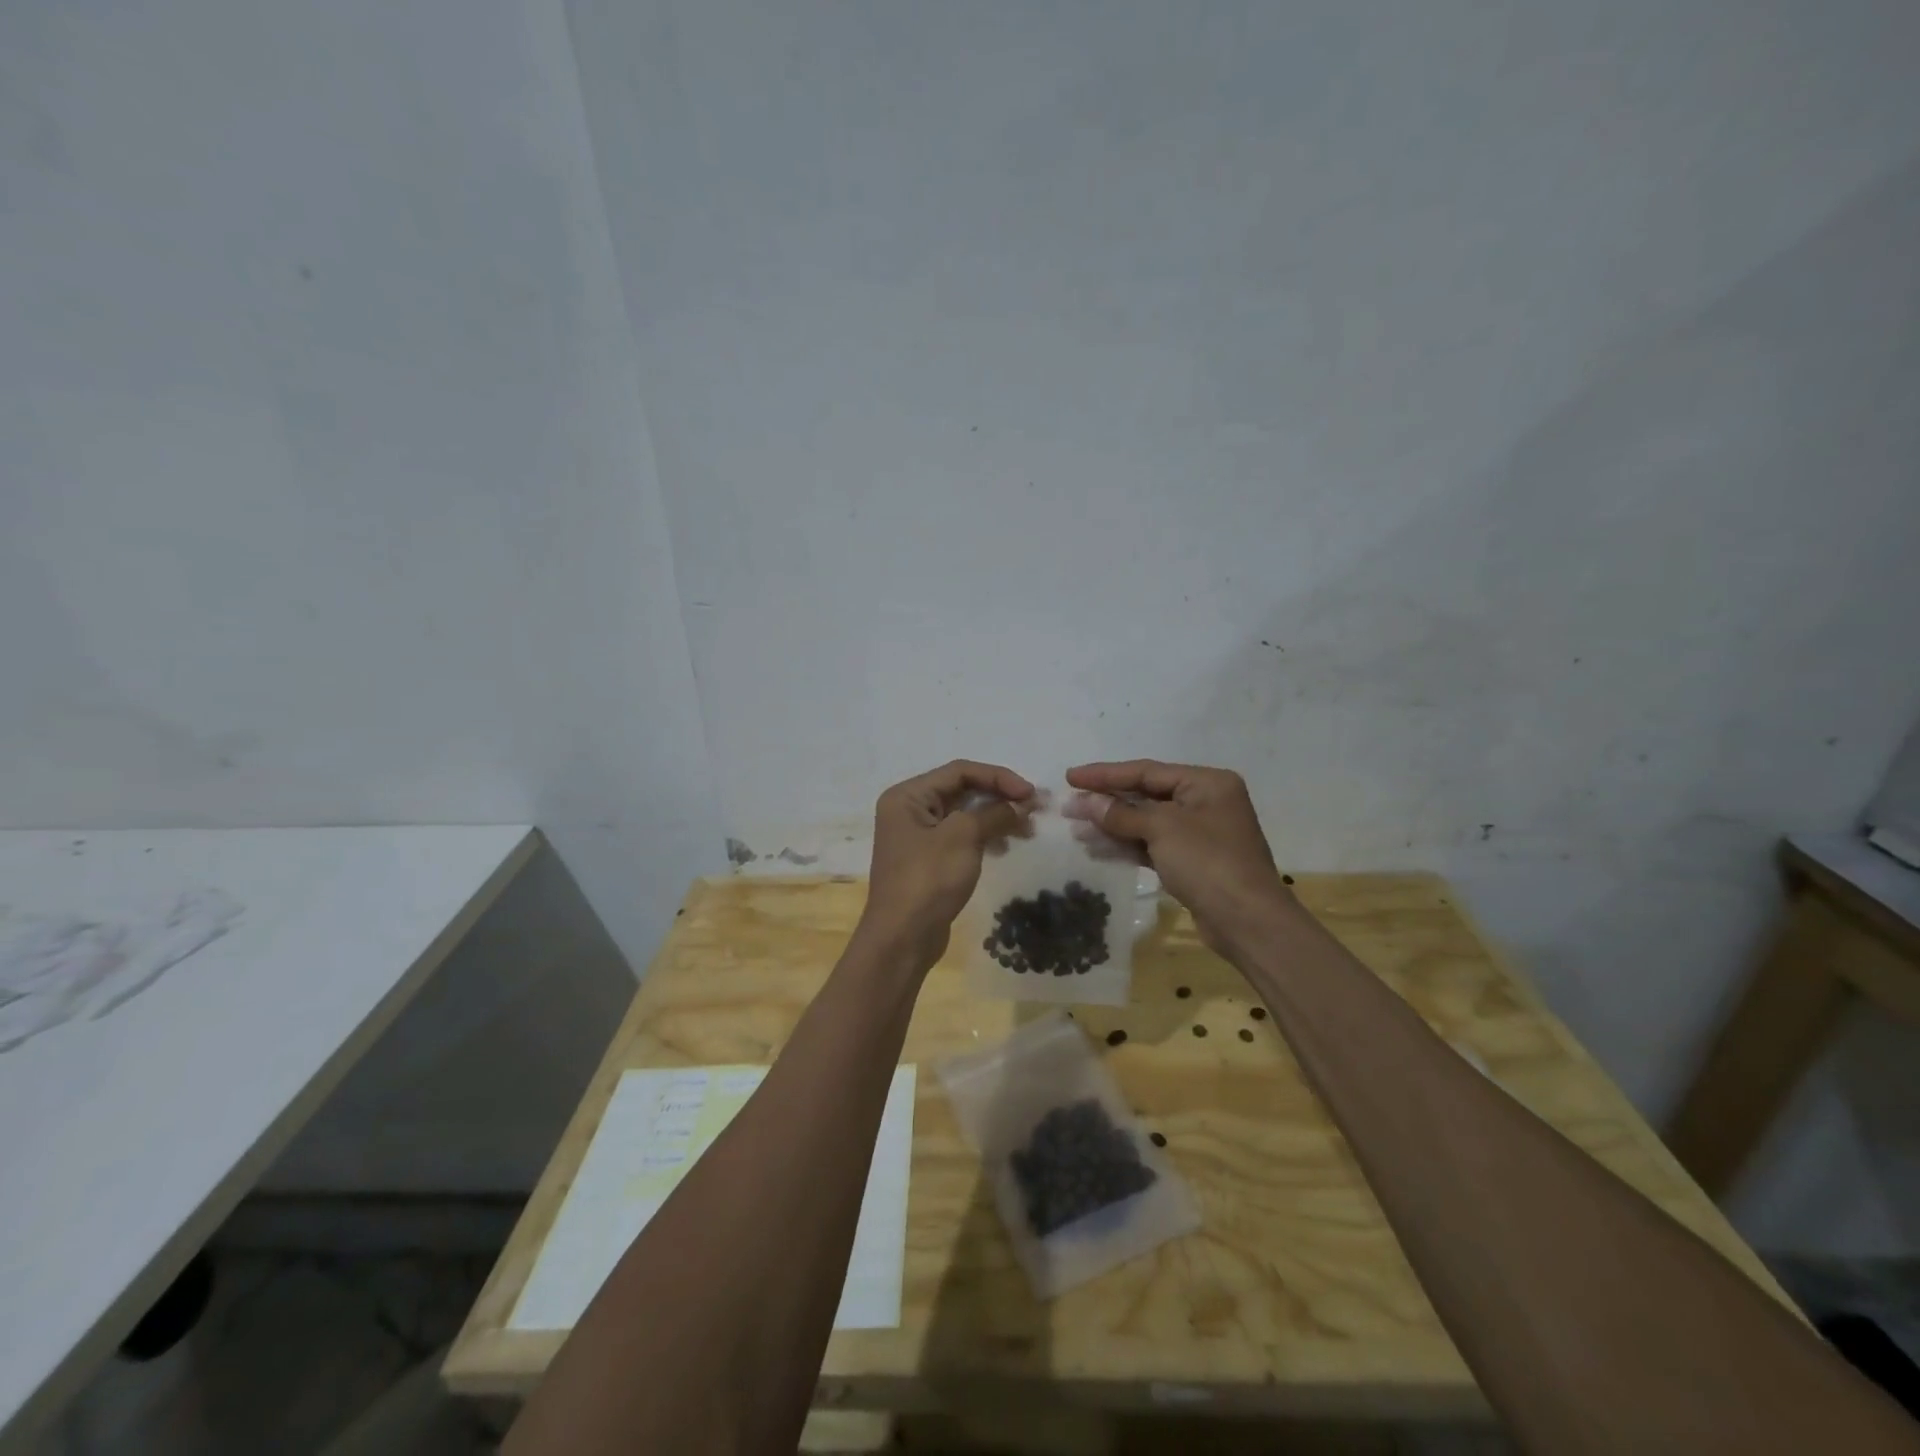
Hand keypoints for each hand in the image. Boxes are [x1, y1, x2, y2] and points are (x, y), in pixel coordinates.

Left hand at [858, 760, 1034, 970]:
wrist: (902, 938)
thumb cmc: (928, 879)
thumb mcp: (963, 837)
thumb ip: (994, 813)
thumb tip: (1022, 804)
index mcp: (908, 795)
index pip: (959, 771)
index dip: (998, 777)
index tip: (1030, 793)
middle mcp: (909, 810)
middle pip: (961, 790)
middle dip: (999, 797)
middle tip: (1035, 809)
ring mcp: (917, 836)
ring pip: (964, 815)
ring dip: (996, 817)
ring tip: (1026, 830)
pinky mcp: (928, 860)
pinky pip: (961, 837)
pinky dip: (984, 836)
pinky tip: (1005, 846)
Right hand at [1065, 760, 1292, 953]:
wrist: (1247, 921)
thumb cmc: (1208, 862)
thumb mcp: (1162, 829)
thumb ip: (1122, 813)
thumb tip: (1087, 802)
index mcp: (1206, 783)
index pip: (1146, 771)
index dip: (1105, 774)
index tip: (1070, 777)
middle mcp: (1205, 802)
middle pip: (1146, 795)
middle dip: (1106, 801)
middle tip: (1068, 806)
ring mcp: (1199, 834)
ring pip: (1147, 822)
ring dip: (1112, 825)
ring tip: (1075, 828)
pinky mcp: (1192, 862)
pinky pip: (1152, 845)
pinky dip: (1126, 845)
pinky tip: (1098, 848)